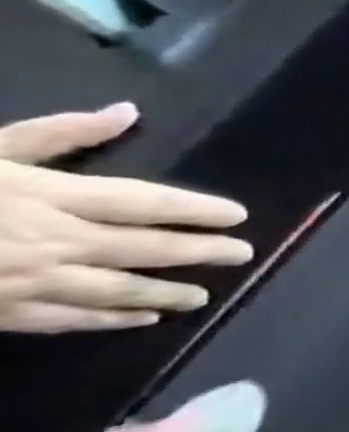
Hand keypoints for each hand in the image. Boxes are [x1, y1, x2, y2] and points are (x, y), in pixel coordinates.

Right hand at [0, 104, 252, 333]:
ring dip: (165, 292)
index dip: (197, 211)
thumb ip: (58, 134)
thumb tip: (126, 112)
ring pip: (115, 289)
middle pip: (145, 248)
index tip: (238, 216)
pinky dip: (109, 319)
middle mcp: (50, 241)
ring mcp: (24, 281)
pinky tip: (141, 320)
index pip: (146, 203)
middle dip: (199, 252)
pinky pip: (65, 319)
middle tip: (243, 254)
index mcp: (48, 196)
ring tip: (204, 294)